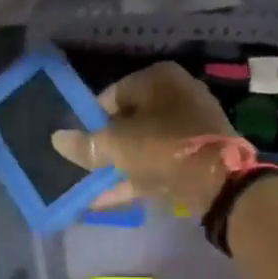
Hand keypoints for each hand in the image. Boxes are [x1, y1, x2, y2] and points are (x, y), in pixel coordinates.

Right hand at [50, 61, 237, 211]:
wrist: (220, 180)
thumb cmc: (162, 146)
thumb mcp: (115, 145)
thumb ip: (84, 144)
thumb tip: (57, 139)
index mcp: (159, 79)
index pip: (113, 93)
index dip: (91, 118)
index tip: (79, 140)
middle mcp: (177, 95)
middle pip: (129, 120)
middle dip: (106, 144)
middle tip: (86, 164)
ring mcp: (191, 127)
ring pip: (144, 145)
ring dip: (118, 165)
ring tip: (91, 185)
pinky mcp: (198, 156)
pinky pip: (158, 164)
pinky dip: (135, 179)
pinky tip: (106, 199)